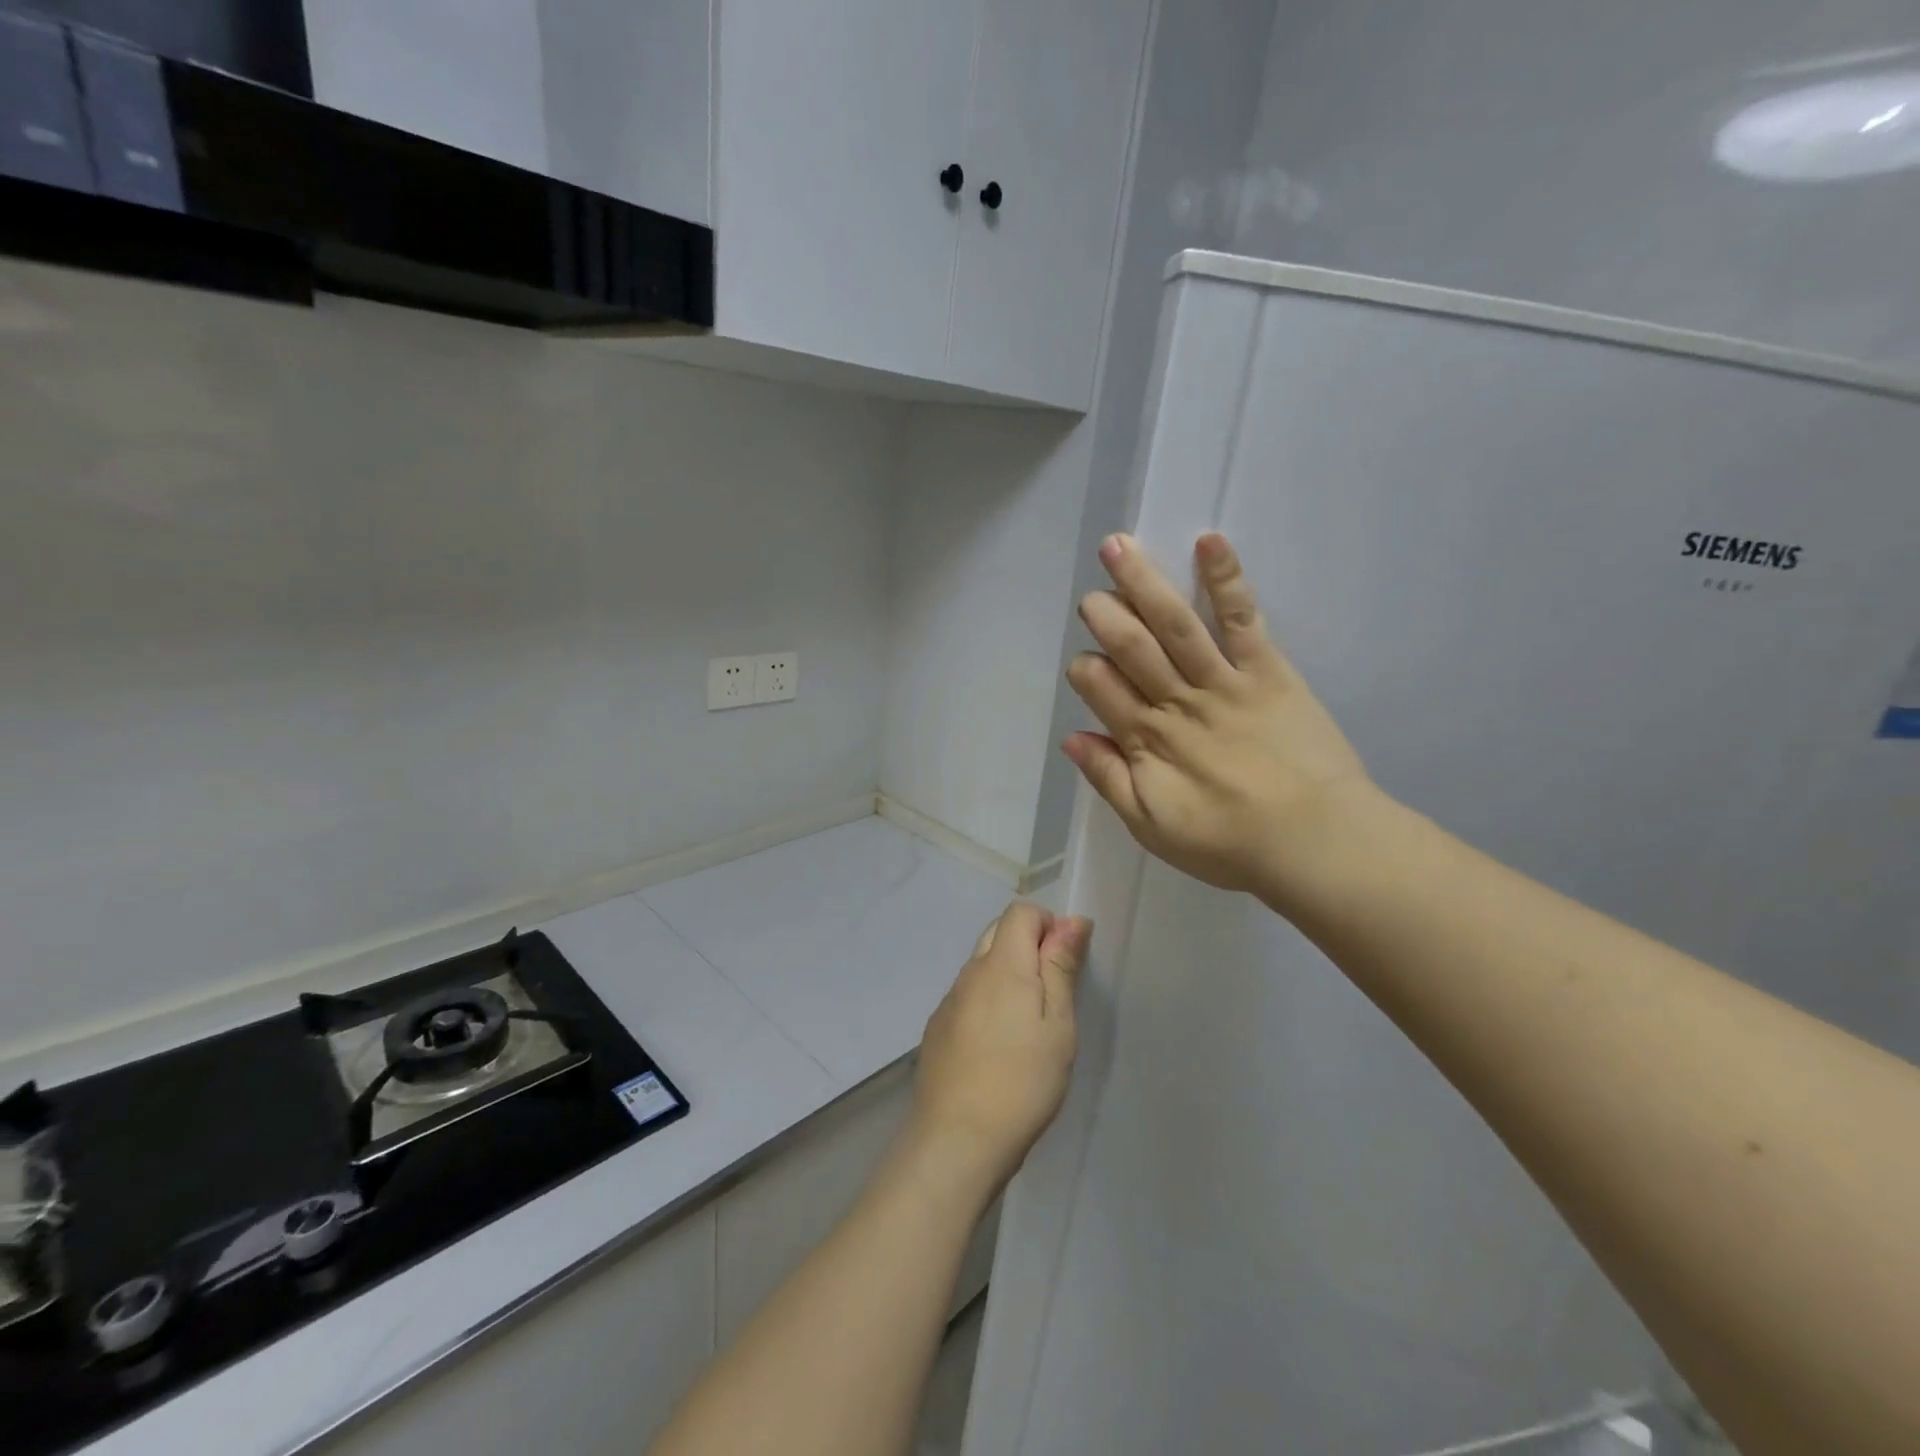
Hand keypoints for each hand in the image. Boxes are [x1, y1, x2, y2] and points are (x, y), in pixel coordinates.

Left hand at [909, 902, 1090, 1196]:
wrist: (957, 1139)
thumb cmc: (1022, 1080)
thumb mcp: (1057, 1023)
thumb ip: (1060, 966)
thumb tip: (1071, 920)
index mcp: (1001, 964)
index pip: (1019, 912)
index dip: (1047, 925)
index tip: (1065, 964)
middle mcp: (970, 973)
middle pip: (997, 933)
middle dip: (1027, 946)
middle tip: (1052, 994)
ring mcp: (948, 1001)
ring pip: (981, 966)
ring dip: (1007, 976)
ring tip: (1027, 1027)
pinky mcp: (937, 1028)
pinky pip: (967, 996)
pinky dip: (986, 1003)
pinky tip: (997, 1047)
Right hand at [1063, 532, 1378, 909]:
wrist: (1317, 843)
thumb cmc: (1230, 843)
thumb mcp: (1152, 828)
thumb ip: (1110, 780)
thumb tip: (1072, 738)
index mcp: (1148, 741)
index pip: (1102, 690)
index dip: (1086, 671)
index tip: (1083, 665)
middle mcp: (1179, 702)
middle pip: (1133, 648)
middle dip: (1106, 617)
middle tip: (1091, 596)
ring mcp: (1224, 681)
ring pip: (1175, 624)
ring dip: (1144, 583)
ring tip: (1119, 546)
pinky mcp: (1268, 669)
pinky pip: (1242, 618)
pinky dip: (1226, 579)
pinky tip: (1209, 541)